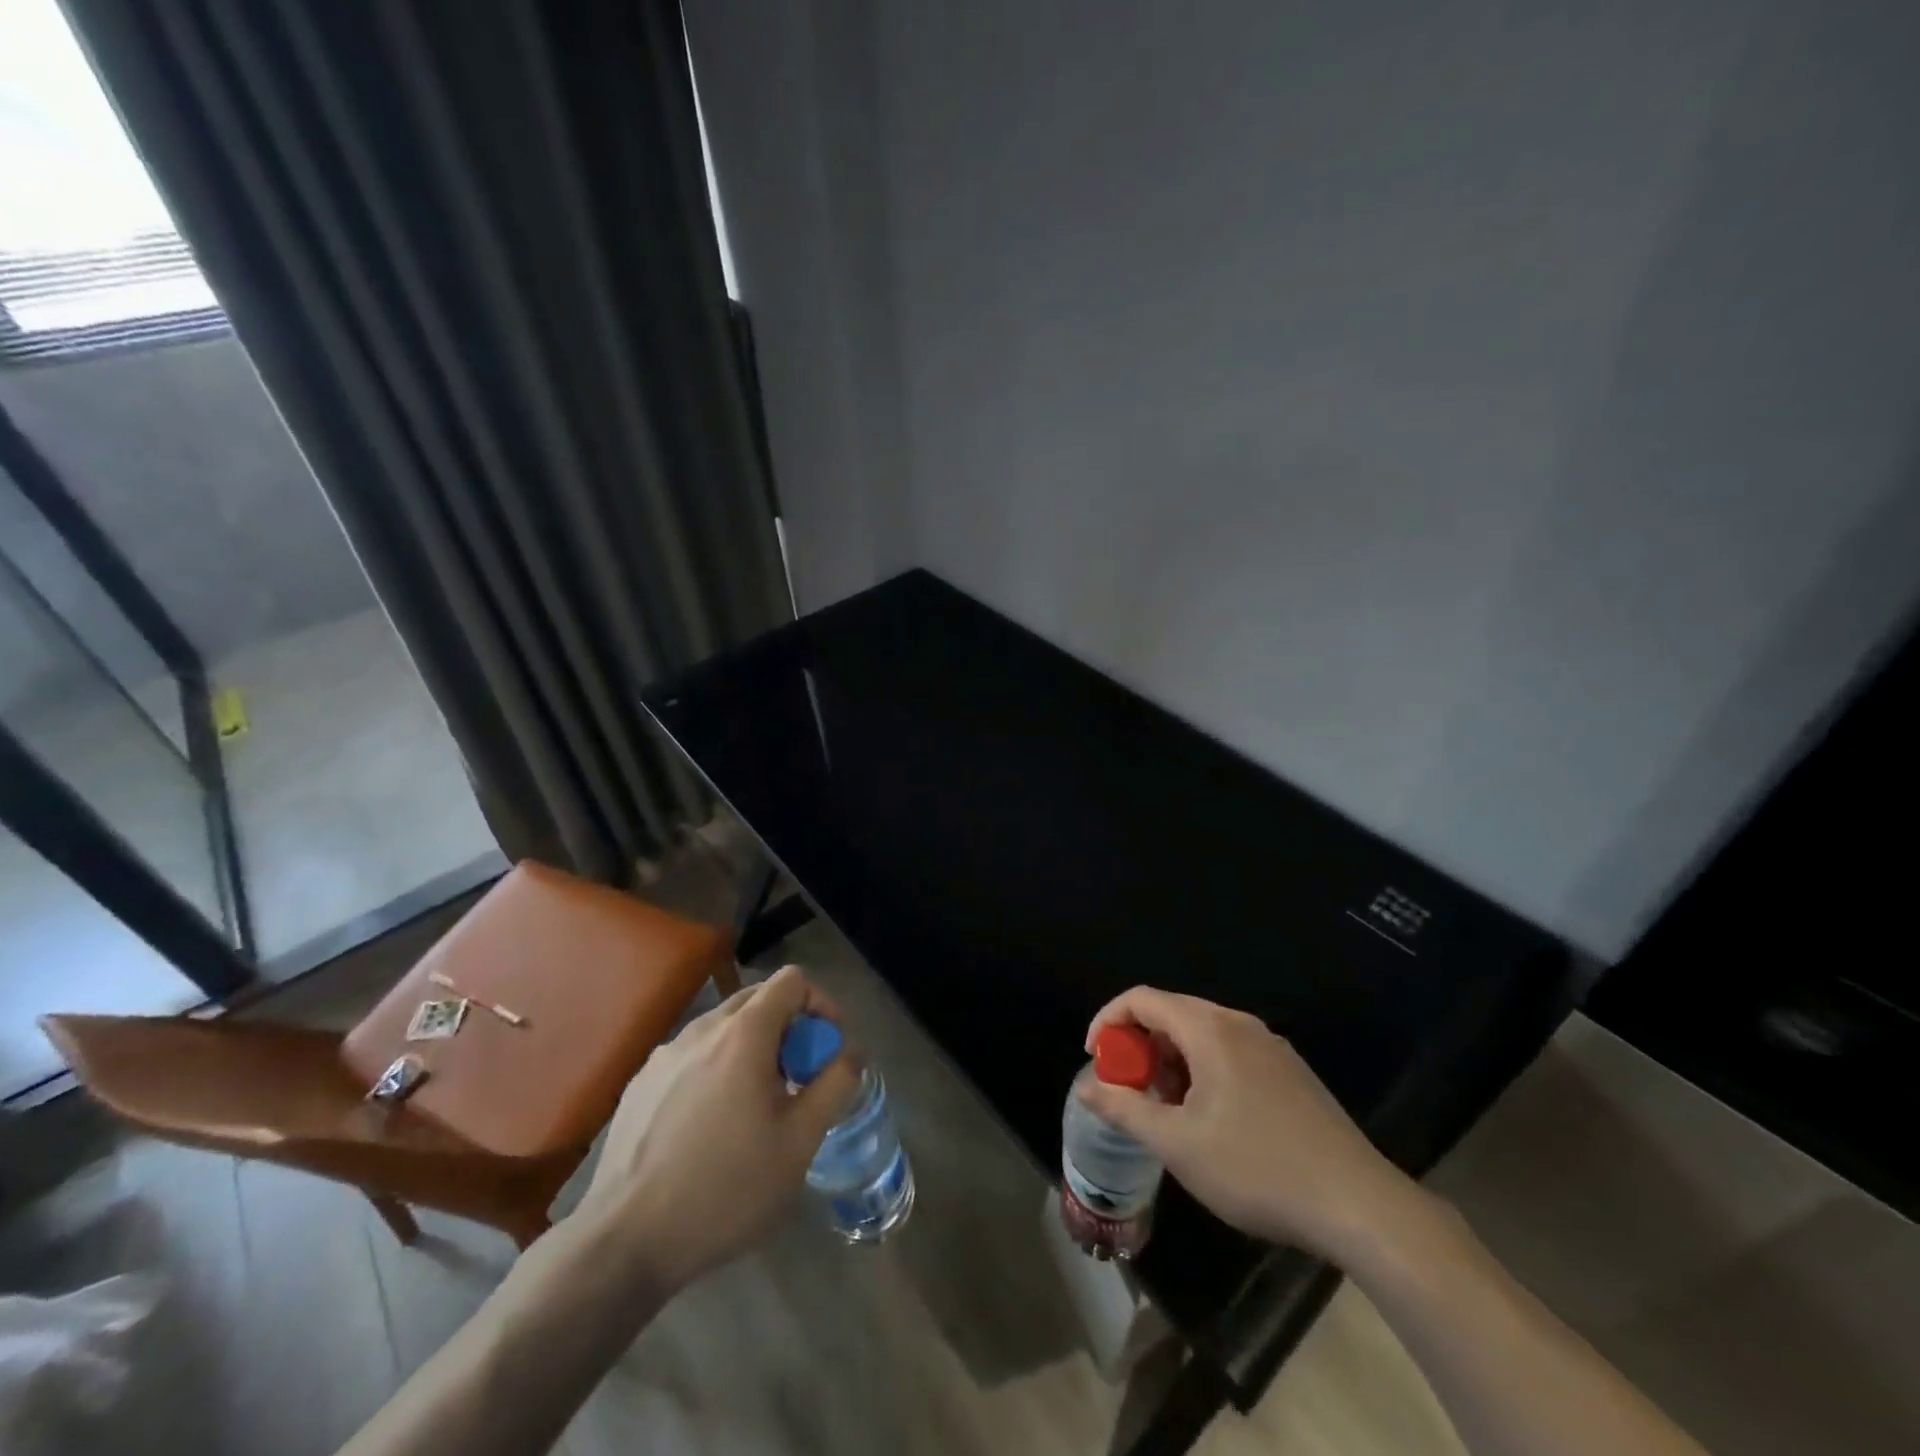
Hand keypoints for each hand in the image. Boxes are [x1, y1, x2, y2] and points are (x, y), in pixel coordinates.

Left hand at [575, 965, 858, 1290]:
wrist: (624, 1242)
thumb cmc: (725, 1189)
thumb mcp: (799, 1142)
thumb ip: (835, 1084)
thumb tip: (850, 1051)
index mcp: (743, 1033)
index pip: (793, 980)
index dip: (821, 1004)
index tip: (829, 1047)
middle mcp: (702, 1029)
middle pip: (758, 998)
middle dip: (789, 1026)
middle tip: (799, 1077)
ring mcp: (664, 1054)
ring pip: (723, 1028)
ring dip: (753, 1048)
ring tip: (757, 1104)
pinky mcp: (640, 1083)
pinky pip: (693, 1055)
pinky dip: (717, 1068)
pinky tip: (712, 1124)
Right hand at [1078, 987, 1433, 1264]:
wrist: (1359, 1205)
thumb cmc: (1257, 1169)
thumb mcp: (1178, 1144)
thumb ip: (1125, 1108)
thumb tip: (1086, 1086)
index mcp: (1209, 1028)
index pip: (1142, 999)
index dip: (1108, 1022)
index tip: (1096, 1061)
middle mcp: (1239, 1023)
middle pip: (1172, 1013)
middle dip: (1140, 1047)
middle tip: (1131, 1093)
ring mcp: (1270, 1046)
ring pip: (1202, 1035)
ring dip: (1171, 1062)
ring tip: (1168, 1113)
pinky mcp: (1290, 1072)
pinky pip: (1230, 1053)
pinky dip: (1202, 1071)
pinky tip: (1210, 1121)